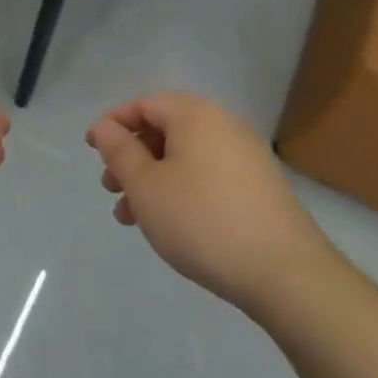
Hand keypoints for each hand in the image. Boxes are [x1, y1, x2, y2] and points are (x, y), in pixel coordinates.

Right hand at [87, 92, 327, 310]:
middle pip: (164, 129)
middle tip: (111, 189)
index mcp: (194, 114)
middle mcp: (222, 124)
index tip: (92, 152)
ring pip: (184, 157)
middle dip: (132, 157)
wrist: (285, 273)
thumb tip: (105, 127)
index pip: (143, 104)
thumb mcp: (145, 186)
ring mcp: (245, 155)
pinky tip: (170, 225)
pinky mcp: (259, 186)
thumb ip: (119, 151)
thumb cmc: (202, 220)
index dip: (112, 125)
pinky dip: (181, 190)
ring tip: (132, 218)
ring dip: (152, 180)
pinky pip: (207, 175)